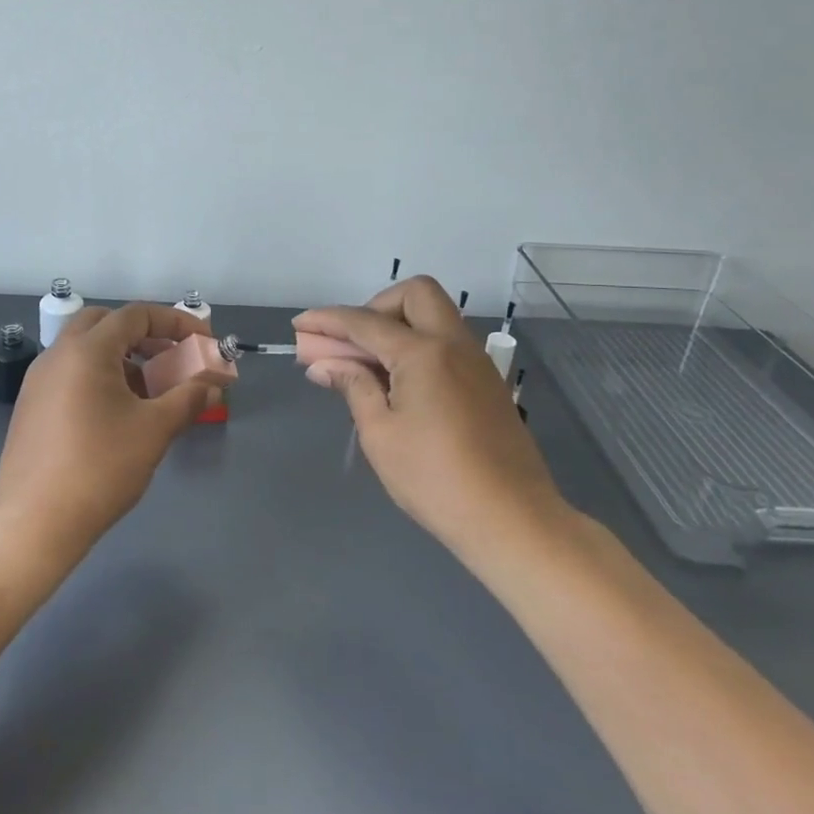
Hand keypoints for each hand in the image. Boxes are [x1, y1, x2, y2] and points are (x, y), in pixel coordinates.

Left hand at [0, 302, 216, 570]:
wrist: (34, 524)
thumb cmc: (100, 469)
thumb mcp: (154, 430)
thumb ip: (188, 398)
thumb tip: (213, 384)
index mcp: (86, 350)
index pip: (136, 315)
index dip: (175, 322)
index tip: (203, 342)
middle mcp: (57, 354)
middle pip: (105, 323)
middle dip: (143, 334)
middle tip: (170, 358)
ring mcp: (37, 380)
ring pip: (85, 349)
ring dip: (121, 357)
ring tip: (149, 391)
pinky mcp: (30, 406)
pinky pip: (69, 373)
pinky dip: (98, 376)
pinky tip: (116, 414)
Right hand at [294, 276, 570, 556]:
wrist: (513, 520)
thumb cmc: (435, 479)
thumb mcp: (380, 434)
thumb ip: (353, 387)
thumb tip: (325, 365)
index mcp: (423, 353)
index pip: (365, 322)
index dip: (327, 320)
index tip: (300, 324)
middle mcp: (454, 344)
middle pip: (415, 293)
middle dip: (376, 306)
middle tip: (354, 343)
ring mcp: (477, 362)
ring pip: (435, 316)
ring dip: (399, 325)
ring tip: (371, 366)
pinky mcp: (488, 383)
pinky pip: (448, 343)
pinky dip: (419, 346)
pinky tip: (401, 384)